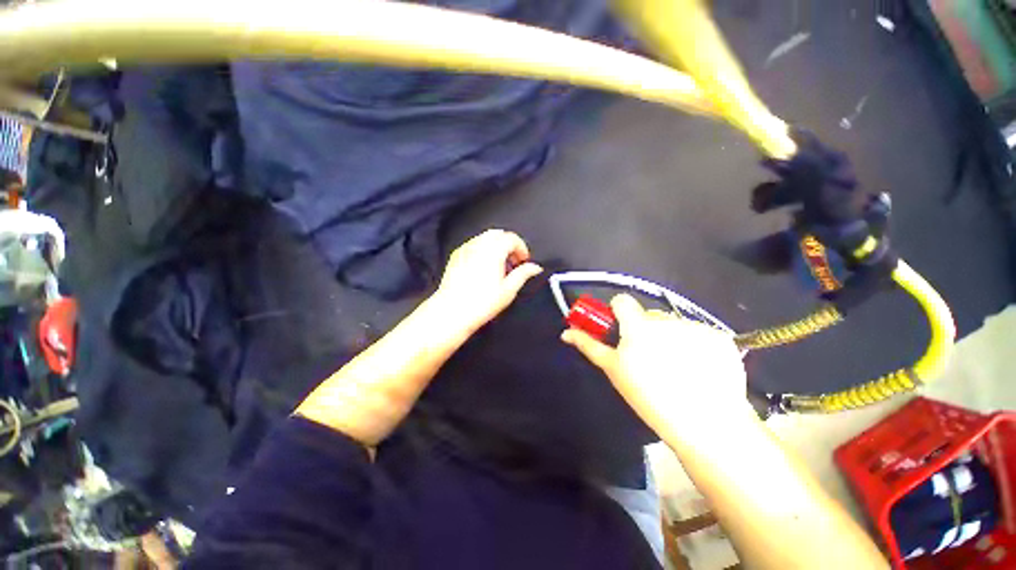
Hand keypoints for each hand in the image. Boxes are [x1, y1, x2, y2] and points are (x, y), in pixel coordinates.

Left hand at [430, 230, 542, 334]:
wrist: (453, 311)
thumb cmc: (481, 303)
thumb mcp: (508, 290)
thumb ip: (523, 274)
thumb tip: (535, 267)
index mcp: (493, 251)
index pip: (511, 238)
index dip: (521, 248)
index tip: (524, 260)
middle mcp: (478, 245)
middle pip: (498, 234)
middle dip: (508, 244)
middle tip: (513, 262)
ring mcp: (465, 249)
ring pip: (484, 237)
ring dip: (496, 246)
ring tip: (499, 266)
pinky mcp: (456, 256)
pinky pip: (473, 244)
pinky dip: (482, 249)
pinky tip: (484, 267)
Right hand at [561, 294, 751, 442]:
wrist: (707, 424)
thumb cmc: (650, 398)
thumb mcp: (614, 371)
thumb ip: (590, 346)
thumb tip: (566, 332)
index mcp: (638, 325)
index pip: (622, 301)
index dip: (618, 313)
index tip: (621, 332)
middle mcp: (667, 319)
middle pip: (648, 316)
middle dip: (645, 330)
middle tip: (649, 358)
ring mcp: (696, 327)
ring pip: (673, 325)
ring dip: (670, 338)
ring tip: (676, 368)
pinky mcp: (720, 337)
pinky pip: (698, 333)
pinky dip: (695, 346)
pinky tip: (699, 369)